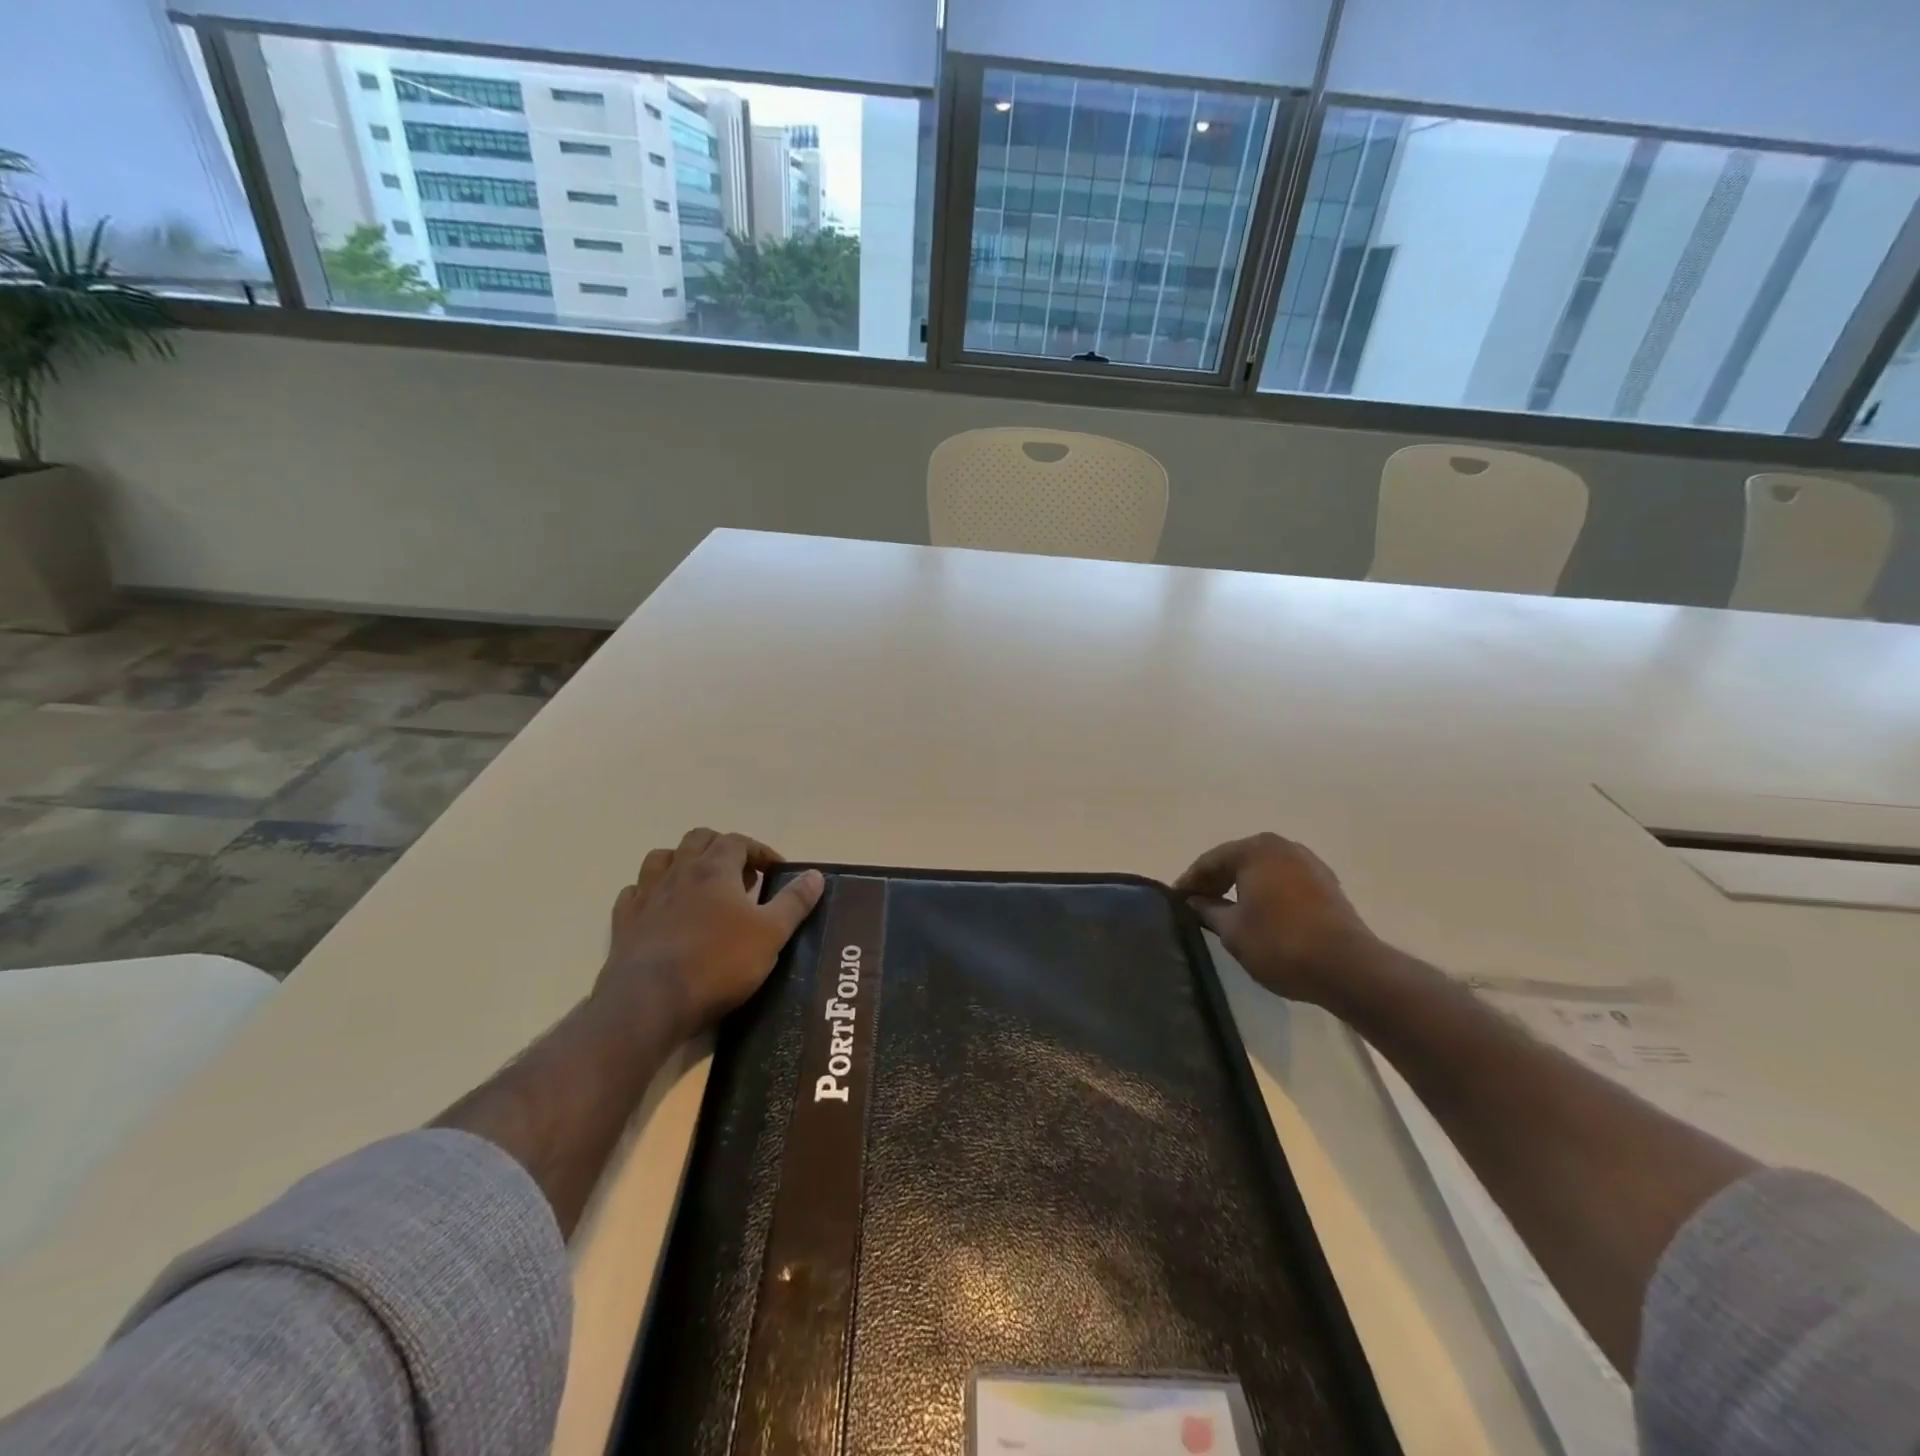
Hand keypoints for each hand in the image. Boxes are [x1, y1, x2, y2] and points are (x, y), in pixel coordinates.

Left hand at [594, 828, 825, 1042]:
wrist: (650, 1002)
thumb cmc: (718, 963)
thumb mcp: (771, 934)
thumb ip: (794, 902)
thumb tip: (815, 875)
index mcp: (714, 869)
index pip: (738, 841)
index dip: (760, 851)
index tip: (776, 872)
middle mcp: (678, 872)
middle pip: (698, 839)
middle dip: (722, 849)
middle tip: (741, 877)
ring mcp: (646, 896)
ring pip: (661, 858)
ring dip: (682, 862)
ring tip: (700, 886)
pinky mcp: (624, 923)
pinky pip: (634, 894)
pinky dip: (650, 893)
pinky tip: (661, 909)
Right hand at [1174, 832, 1381, 1006]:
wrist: (1348, 968)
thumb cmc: (1280, 943)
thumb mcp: (1232, 930)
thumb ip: (1208, 910)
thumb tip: (1194, 901)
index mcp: (1256, 849)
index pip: (1210, 861)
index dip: (1189, 882)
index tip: (1174, 901)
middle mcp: (1283, 847)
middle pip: (1238, 860)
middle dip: (1216, 882)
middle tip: (1195, 906)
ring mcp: (1310, 864)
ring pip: (1263, 871)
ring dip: (1242, 888)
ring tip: (1225, 912)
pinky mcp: (1327, 885)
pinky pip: (1285, 883)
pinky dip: (1267, 894)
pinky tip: (1259, 916)